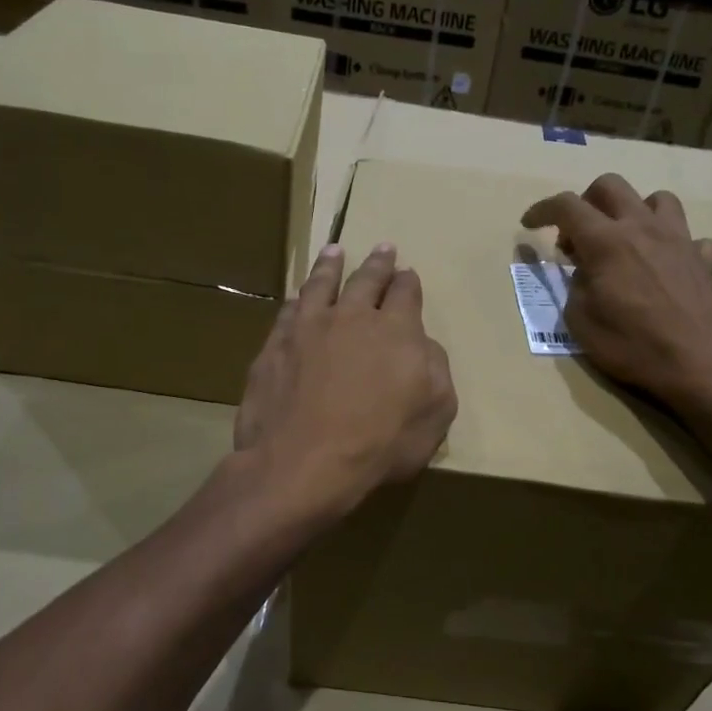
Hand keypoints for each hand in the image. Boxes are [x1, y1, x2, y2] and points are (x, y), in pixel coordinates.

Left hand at [235, 242, 457, 519]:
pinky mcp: (275, 346)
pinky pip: (289, 311)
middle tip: (383, 248)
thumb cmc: (379, 443)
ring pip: (321, 284)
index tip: (407, 273)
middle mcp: (351, 317)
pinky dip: (298, 298)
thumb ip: (436, 370)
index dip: (408, 282)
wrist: (303, 462)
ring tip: (335, 251)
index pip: (406, 294)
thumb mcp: (435, 413)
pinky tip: (298, 296)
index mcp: (396, 330)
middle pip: (366, 280)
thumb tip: (422, 344)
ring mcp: (308, 328)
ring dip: (331, 265)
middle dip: (378, 263)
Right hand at [522, 174, 711, 406]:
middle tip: (577, 236)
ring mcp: (679, 239)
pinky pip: (694, 238)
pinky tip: (669, 264)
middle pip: (610, 186)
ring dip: (635, 211)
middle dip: (586, 201)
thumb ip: (575, 287)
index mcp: (606, 241)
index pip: (566, 205)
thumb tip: (584, 273)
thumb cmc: (632, 345)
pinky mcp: (705, 260)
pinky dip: (677, 245)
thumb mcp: (580, 321)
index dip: (541, 209)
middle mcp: (642, 228)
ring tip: (625, 239)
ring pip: (657, 199)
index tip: (529, 224)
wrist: (699, 364)